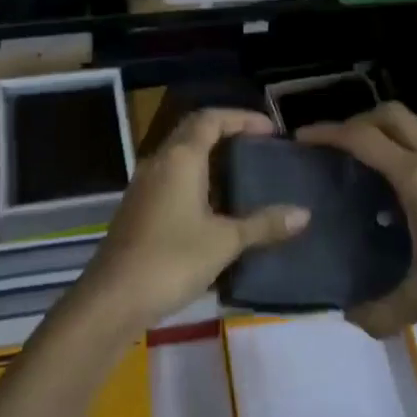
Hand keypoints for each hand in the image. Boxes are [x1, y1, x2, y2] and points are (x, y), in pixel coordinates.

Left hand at [80, 107, 309, 332]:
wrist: (112, 299)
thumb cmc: (171, 260)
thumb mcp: (224, 241)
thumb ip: (263, 225)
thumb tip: (304, 213)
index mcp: (180, 157)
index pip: (211, 118)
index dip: (241, 118)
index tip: (270, 129)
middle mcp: (160, 161)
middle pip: (194, 130)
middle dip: (226, 130)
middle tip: (258, 144)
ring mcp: (144, 184)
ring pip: (180, 153)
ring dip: (209, 154)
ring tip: (241, 170)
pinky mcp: (138, 207)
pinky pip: (171, 176)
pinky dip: (195, 176)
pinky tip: (213, 204)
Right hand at [298, 103, 416, 337]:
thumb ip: (382, 310)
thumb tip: (350, 318)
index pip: (362, 139)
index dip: (328, 133)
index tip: (302, 137)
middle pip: (391, 113)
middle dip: (359, 121)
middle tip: (339, 145)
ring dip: (391, 125)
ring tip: (374, 154)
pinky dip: (415, 137)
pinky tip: (414, 174)